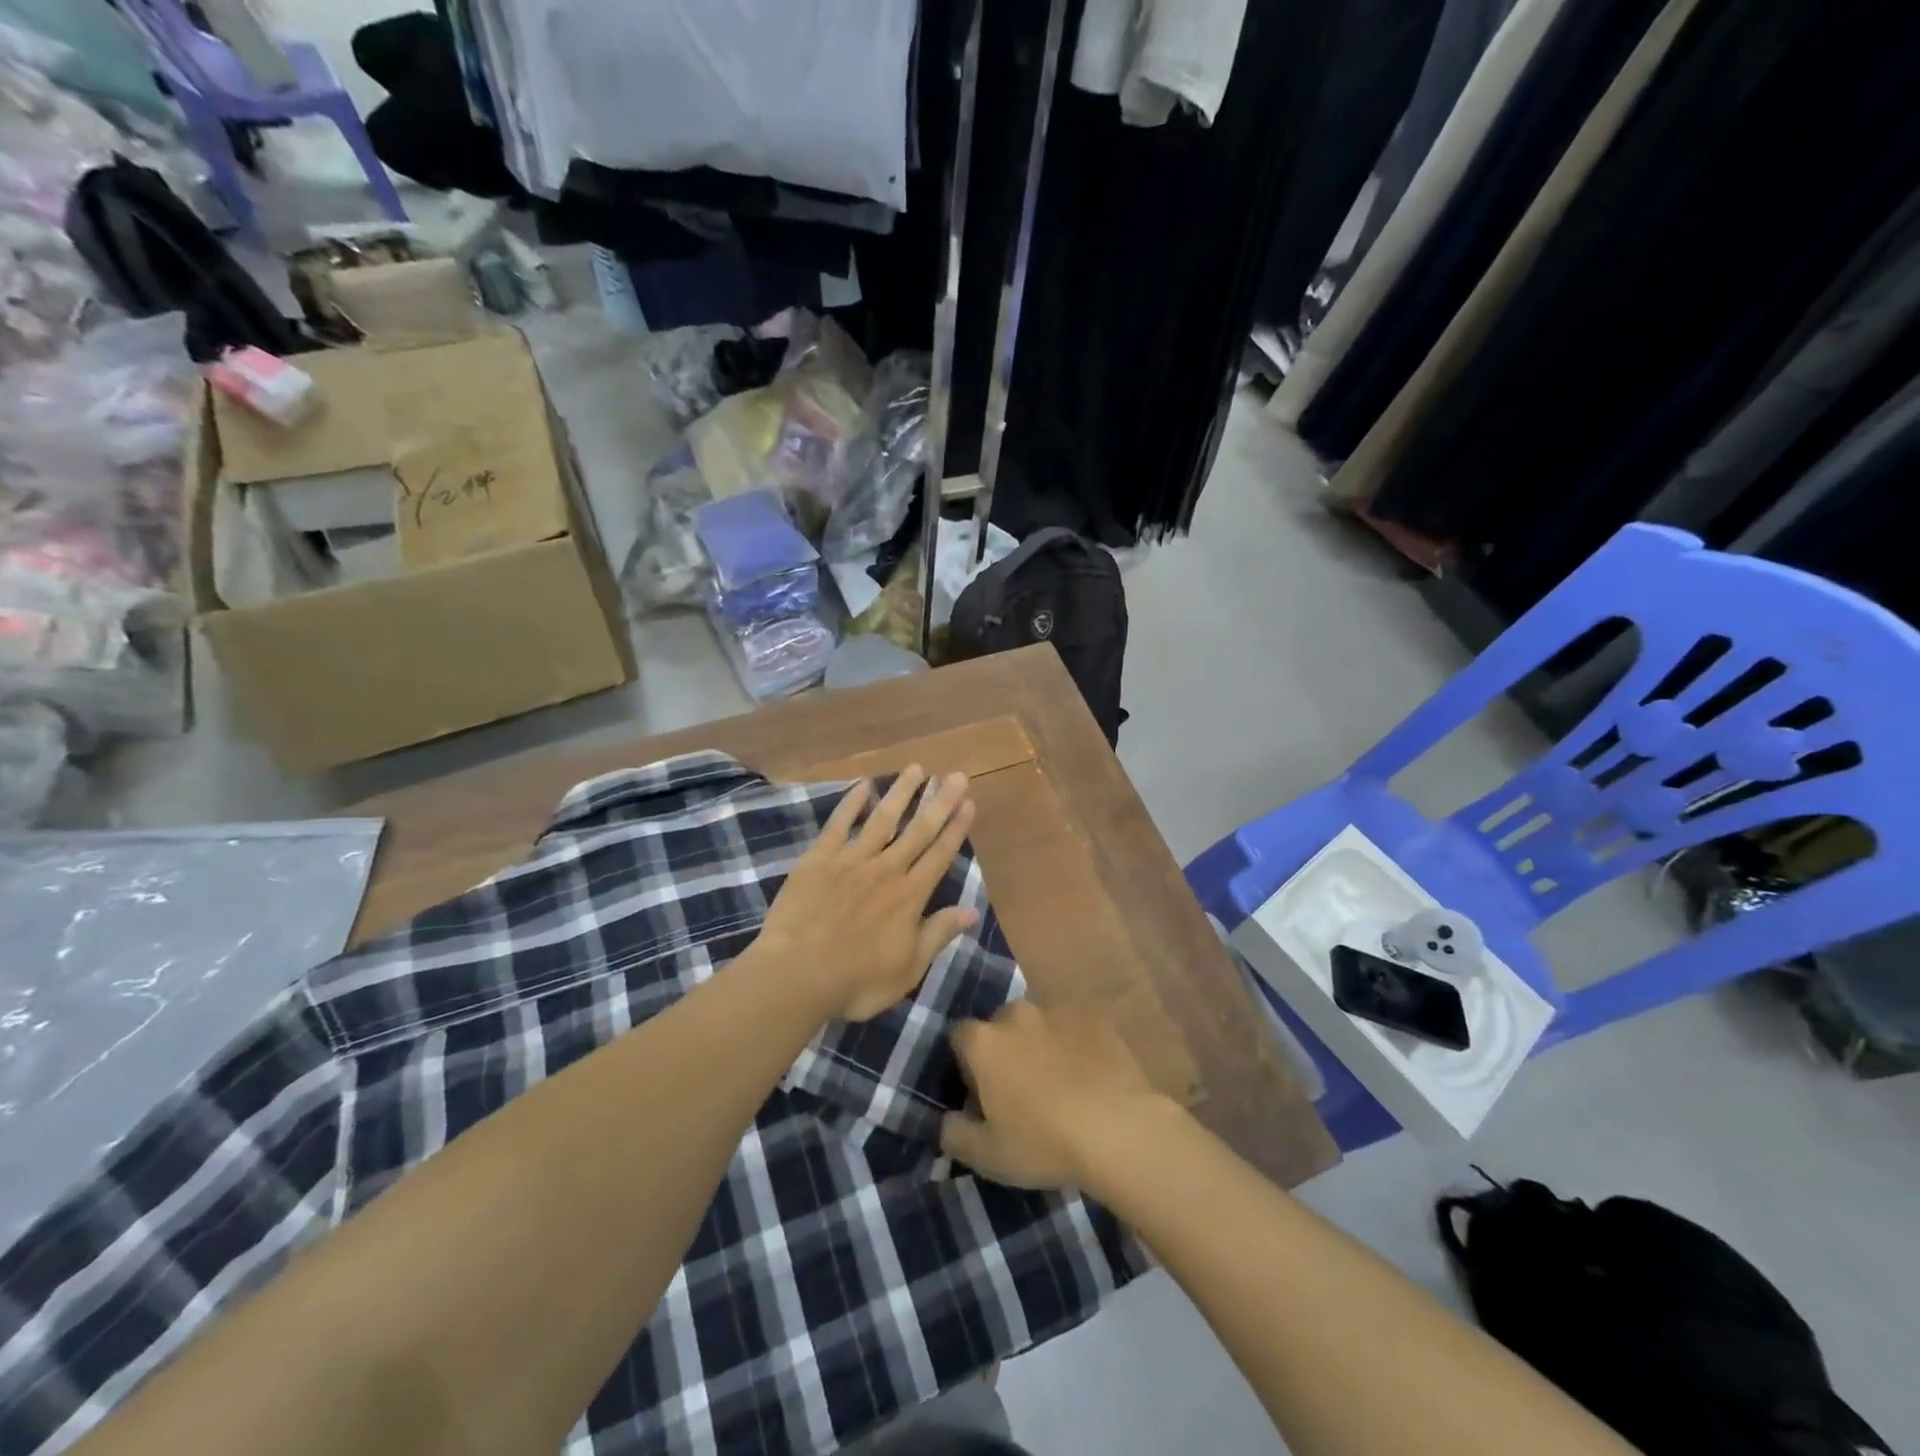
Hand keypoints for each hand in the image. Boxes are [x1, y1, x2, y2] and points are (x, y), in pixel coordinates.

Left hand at [757, 767, 979, 1022]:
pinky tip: (863, 786)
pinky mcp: (819, 859)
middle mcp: (886, 870)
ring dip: (901, 793)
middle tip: (954, 775)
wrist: (797, 974)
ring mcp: (851, 860)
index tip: (968, 802)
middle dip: (939, 801)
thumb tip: (973, 911)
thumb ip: (939, 934)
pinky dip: (851, 803)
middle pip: (918, 830)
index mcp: (909, 896)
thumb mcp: (908, 968)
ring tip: (916, 769)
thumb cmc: (856, 980)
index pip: (939, 855)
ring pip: (883, 819)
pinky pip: (839, 824)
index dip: (956, 828)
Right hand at [940, 1000, 1175, 1192]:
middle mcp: (1016, 1014)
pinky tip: (1088, 1077)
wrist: (1119, 1130)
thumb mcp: (987, 1156)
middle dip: (1003, 1050)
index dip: (966, 1063)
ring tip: (1058, 1084)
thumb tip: (946, 1120)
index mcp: (984, 1042)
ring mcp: (1057, 1011)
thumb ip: (954, 1134)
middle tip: (1019, 1090)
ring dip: (1039, 1045)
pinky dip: (1073, 1045)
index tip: (979, 1093)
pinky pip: (1073, 1028)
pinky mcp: (1093, 1017)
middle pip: (999, 1025)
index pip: (959, 1036)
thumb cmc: (1044, 1143)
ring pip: (1037, 1024)